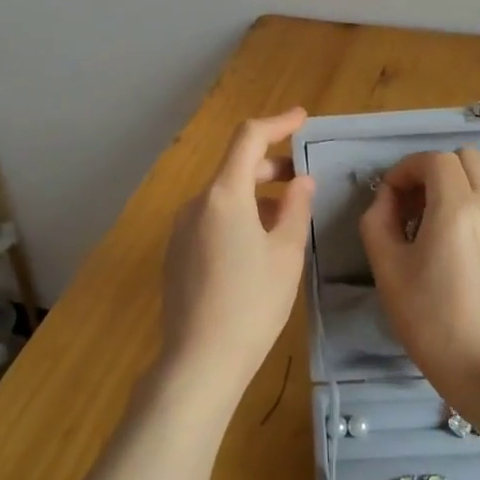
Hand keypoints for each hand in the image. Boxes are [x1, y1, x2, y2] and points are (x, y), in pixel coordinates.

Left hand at [159, 109, 314, 412]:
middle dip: (270, 166)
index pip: (248, 138)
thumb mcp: (286, 254)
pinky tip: (256, 246)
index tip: (302, 118)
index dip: (277, 123)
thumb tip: (300, 181)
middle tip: (303, 180)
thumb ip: (296, 208)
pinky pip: (210, 220)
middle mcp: (196, 203)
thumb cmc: (253, 304)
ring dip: (256, 195)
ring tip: (286, 218)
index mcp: (224, 195)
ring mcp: (181, 229)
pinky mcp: (176, 253)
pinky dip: (237, 217)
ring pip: (223, 196)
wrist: (199, 360)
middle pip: (234, 168)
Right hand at [359, 148, 479, 432]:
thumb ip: (377, 220)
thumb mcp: (387, 271)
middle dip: (436, 172)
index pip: (432, 160)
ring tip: (454, 216)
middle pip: (465, 158)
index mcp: (455, 207)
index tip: (392, 196)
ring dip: (469, 183)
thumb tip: (387, 196)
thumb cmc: (432, 323)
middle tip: (418, 206)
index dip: (406, 170)